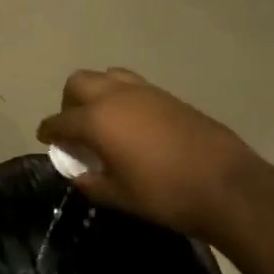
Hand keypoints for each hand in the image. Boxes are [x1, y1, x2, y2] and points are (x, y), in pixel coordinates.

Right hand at [36, 69, 266, 245]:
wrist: (227, 185)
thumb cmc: (166, 195)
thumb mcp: (119, 196)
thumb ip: (91, 182)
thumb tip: (78, 173)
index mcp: (97, 120)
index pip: (59, 121)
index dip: (48, 132)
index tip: (45, 140)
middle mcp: (115, 96)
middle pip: (77, 83)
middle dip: (69, 103)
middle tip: (75, 129)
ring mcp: (144, 91)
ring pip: (106, 76)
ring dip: (96, 93)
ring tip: (103, 121)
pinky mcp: (167, 96)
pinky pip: (132, 85)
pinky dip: (121, 98)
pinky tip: (132, 124)